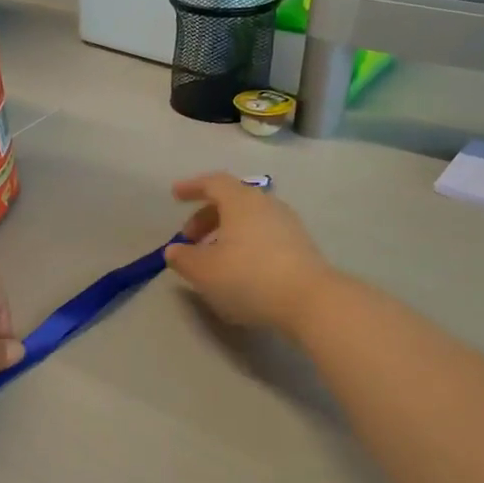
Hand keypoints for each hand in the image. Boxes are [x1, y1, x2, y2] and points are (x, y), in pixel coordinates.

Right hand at [164, 173, 336, 337]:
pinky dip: (245, 241)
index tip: (175, 195)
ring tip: (213, 256)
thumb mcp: (204, 271)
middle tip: (189, 238)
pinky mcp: (300, 245)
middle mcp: (266, 204)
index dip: (192, 187)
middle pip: (232, 199)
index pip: (213, 182)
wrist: (310, 300)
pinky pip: (264, 233)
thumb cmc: (249, 277)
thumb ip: (183, 258)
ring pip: (249, 218)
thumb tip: (174, 250)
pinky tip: (239, 266)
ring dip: (226, 231)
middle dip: (206, 215)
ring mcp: (287, 223)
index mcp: (241, 201)